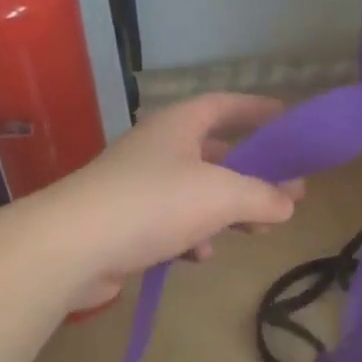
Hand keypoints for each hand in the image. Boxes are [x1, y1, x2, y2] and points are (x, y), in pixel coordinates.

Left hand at [40, 93, 303, 309]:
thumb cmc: (154, 203)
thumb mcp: (222, 195)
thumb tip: (289, 202)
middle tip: (287, 191)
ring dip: (228, 210)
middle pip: (215, 153)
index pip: (224, 105)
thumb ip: (262, 196)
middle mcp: (158, 149)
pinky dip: (193, 236)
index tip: (286, 119)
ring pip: (196, 192)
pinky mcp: (125, 222)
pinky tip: (201, 256)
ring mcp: (138, 186)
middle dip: (252, 173)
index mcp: (179, 126)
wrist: (72, 247)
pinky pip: (171, 223)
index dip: (256, 109)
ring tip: (257, 230)